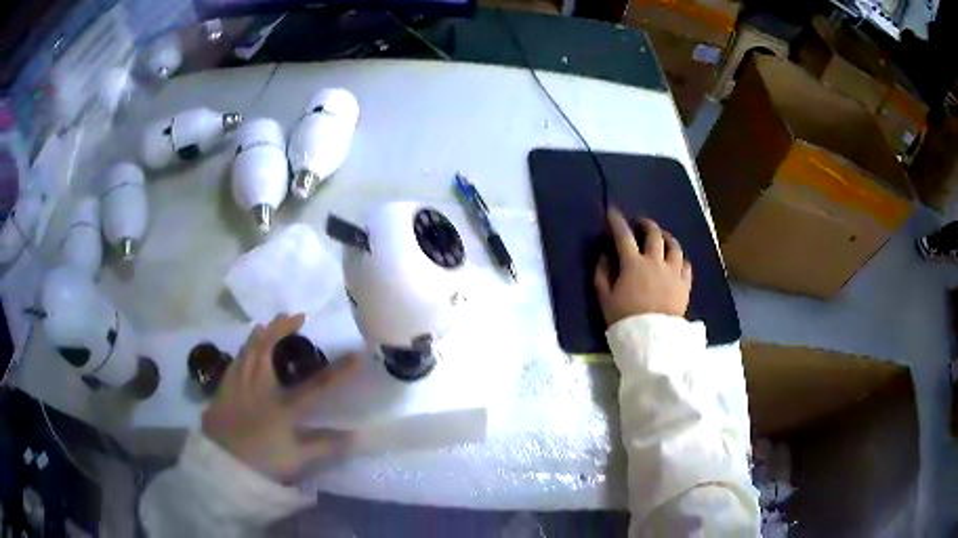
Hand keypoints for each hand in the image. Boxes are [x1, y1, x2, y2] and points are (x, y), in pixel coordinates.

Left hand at [201, 313, 360, 482]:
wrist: (222, 465)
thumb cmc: (262, 461)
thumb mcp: (298, 459)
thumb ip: (327, 446)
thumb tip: (357, 435)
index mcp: (283, 405)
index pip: (317, 385)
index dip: (340, 369)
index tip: (358, 352)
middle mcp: (260, 387)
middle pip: (268, 349)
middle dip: (282, 328)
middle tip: (295, 316)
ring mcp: (238, 385)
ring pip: (248, 349)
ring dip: (260, 333)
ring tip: (268, 325)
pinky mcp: (223, 389)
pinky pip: (236, 360)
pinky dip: (244, 349)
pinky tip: (244, 351)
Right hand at [594, 209, 692, 325]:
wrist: (651, 340)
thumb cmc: (624, 319)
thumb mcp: (605, 298)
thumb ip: (602, 274)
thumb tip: (604, 256)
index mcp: (633, 264)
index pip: (623, 235)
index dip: (617, 221)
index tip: (613, 212)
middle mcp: (655, 262)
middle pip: (654, 234)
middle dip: (646, 224)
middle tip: (641, 224)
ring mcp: (673, 272)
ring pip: (674, 246)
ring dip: (666, 238)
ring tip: (662, 238)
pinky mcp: (685, 284)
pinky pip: (686, 264)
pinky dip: (680, 258)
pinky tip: (677, 260)